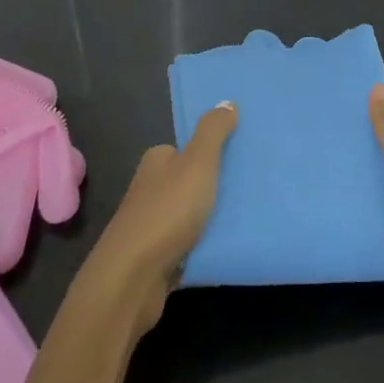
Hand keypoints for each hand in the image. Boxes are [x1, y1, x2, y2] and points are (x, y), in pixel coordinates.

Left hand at [83, 101, 237, 336]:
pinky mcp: (156, 258)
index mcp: (157, 161)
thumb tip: (226, 102)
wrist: (132, 279)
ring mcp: (152, 225)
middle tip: (251, 189)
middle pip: (191, 181)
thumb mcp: (197, 163)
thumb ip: (213, 132)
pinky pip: (190, 245)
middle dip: (216, 187)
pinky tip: (227, 248)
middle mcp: (151, 188)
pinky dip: (205, 246)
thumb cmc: (166, 212)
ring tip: (248, 219)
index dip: (214, 152)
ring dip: (213, 219)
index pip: (188, 149)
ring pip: (192, 215)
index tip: (242, 159)